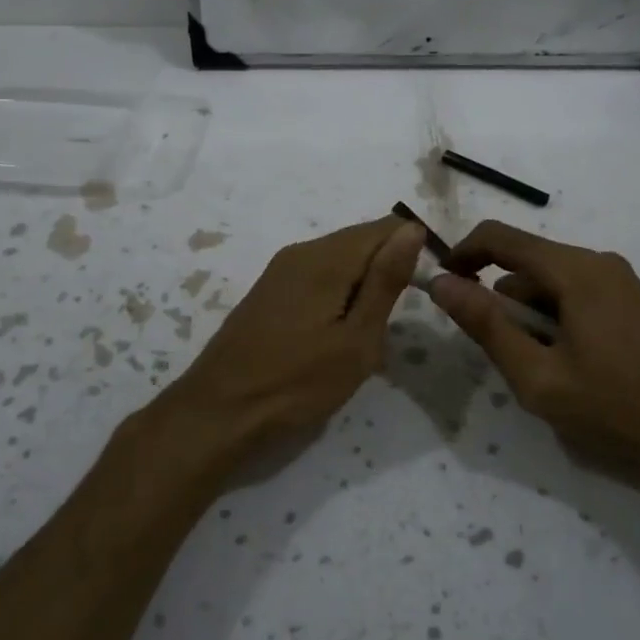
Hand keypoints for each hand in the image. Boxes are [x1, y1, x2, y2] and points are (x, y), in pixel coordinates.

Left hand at [154, 215, 426, 470]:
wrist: (219, 411)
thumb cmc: (296, 383)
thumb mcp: (356, 340)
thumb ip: (385, 281)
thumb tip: (412, 229)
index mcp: (326, 258)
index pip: (385, 228)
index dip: (412, 251)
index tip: (420, 294)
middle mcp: (301, 251)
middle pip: (361, 242)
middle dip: (385, 273)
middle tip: (388, 327)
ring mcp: (280, 270)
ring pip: (339, 261)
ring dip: (361, 288)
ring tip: (363, 337)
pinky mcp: (269, 290)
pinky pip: (317, 277)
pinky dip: (337, 296)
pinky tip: (333, 336)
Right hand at [427, 220, 639, 501]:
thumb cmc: (616, 405)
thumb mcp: (538, 375)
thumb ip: (486, 326)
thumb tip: (440, 284)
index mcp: (574, 270)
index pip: (499, 237)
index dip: (461, 254)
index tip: (442, 286)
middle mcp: (598, 262)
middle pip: (526, 264)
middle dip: (500, 301)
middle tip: (500, 354)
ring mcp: (621, 281)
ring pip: (552, 283)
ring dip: (530, 316)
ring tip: (541, 370)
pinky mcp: (634, 302)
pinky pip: (577, 295)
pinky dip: (557, 320)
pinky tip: (570, 366)